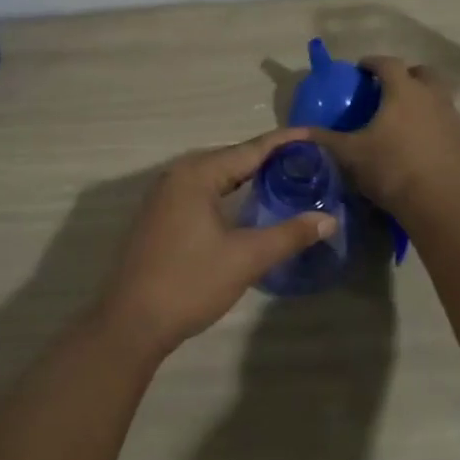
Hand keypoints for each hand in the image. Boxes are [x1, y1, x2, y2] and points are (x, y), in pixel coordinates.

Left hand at [96, 127, 337, 357]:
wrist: (130, 324)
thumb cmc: (189, 283)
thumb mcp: (245, 258)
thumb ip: (289, 235)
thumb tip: (329, 219)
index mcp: (197, 174)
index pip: (250, 149)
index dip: (285, 142)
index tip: (315, 135)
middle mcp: (179, 174)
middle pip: (233, 158)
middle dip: (270, 158)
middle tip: (308, 160)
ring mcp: (166, 194)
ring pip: (217, 175)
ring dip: (249, 175)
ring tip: (286, 177)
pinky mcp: (161, 215)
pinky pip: (204, 190)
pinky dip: (230, 191)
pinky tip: (249, 202)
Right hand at [310, 56, 459, 215]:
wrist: (439, 203)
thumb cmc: (391, 169)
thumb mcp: (350, 154)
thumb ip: (324, 139)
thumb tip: (296, 132)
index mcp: (403, 90)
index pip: (387, 63)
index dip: (372, 63)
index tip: (361, 69)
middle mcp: (432, 95)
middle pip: (422, 72)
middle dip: (405, 75)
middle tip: (389, 89)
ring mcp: (452, 116)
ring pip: (439, 95)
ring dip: (424, 97)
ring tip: (407, 115)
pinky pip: (448, 120)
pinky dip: (436, 122)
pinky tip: (424, 141)